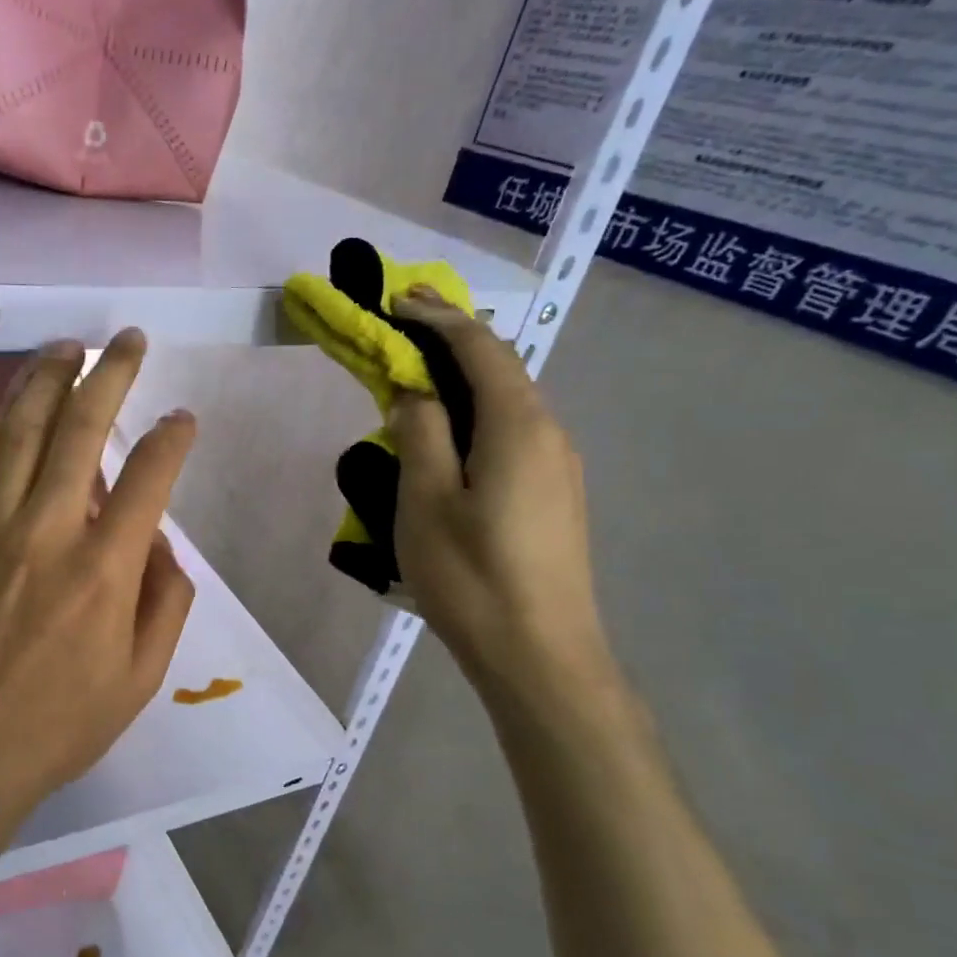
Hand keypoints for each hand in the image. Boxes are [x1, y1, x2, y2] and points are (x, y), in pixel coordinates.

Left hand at [0, 329, 197, 820]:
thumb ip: (166, 602)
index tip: (182, 418)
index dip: (172, 437)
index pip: (148, 476)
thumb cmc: (57, 726)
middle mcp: (44, 530)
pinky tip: (6, 406)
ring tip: (65, 348)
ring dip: (44, 379)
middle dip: (110, 373)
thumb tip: (158, 544)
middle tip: (127, 340)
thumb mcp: (140, 678)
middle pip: (80, 427)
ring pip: (17, 429)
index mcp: (102, 570)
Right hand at [386, 291, 611, 697]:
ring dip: (465, 377)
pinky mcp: (555, 496)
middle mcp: (549, 434)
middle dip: (453, 338)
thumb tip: (415, 390)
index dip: (438, 318)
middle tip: (405, 321)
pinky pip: (513, 433)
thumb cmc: (472, 577)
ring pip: (509, 402)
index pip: (480, 349)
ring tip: (421, 374)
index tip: (398, 300)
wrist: (541, 656)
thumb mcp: (425, 501)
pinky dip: (478, 413)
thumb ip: (419, 434)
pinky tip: (453, 434)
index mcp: (518, 426)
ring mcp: (558, 467)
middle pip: (501, 368)